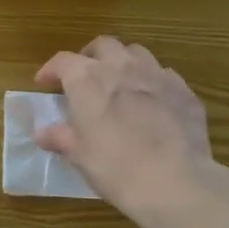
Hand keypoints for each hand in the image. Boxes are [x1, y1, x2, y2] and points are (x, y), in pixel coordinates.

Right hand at [35, 36, 228, 227]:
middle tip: (84, 77)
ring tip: (119, 83)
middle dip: (90, 57)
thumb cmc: (114, 166)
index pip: (62, 61)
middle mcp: (121, 67)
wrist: (174, 181)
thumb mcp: (78, 155)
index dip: (51, 70)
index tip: (44, 83)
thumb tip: (43, 133)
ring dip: (123, 62)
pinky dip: (151, 82)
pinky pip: (164, 74)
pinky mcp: (184, 90)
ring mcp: (157, 75)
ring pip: (136, 53)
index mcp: (88, 79)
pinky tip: (151, 102)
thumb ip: (60, 137)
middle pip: (103, 45)